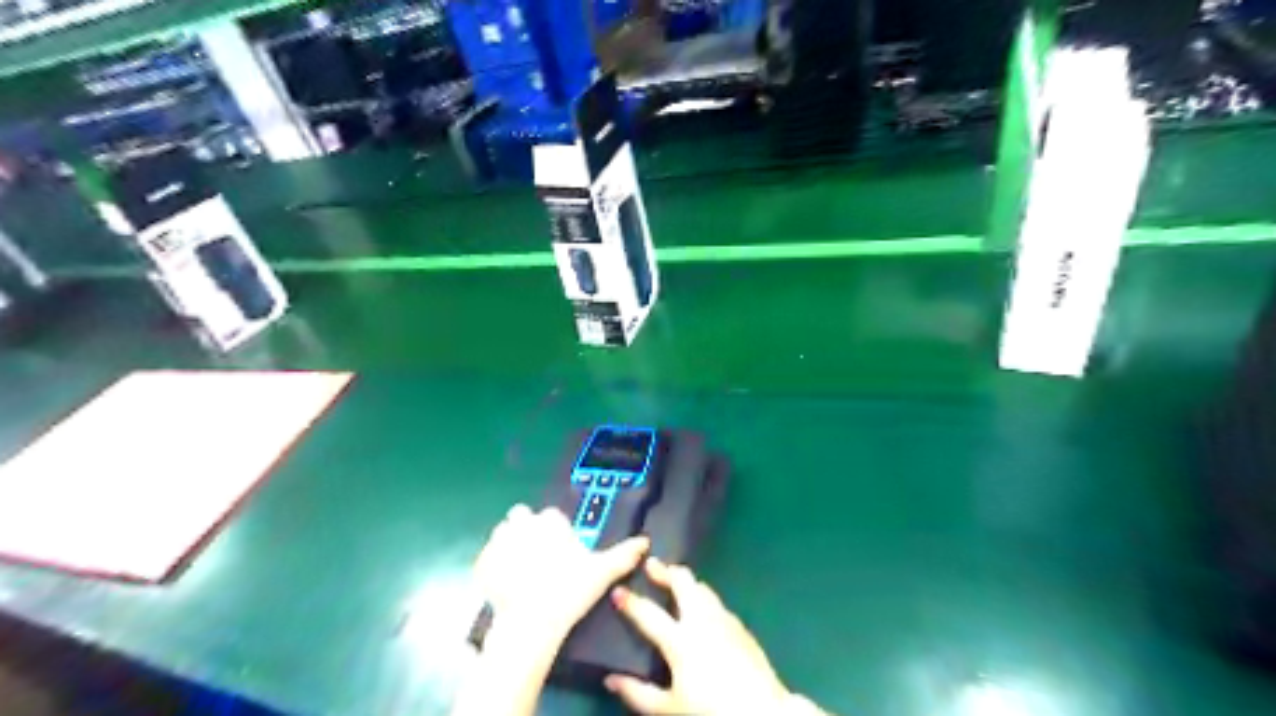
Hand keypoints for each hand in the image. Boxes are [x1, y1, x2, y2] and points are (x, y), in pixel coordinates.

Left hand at [473, 505, 649, 649]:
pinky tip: (506, 580)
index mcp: (549, 522)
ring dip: (510, 542)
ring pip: (503, 532)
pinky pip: (488, 555)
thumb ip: (624, 554)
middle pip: (522, 516)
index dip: (556, 531)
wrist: (530, 622)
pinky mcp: (482, 561)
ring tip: (522, 567)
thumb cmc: (569, 591)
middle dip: (528, 528)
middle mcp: (522, 524)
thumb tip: (645, 542)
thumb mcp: (602, 572)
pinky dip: (495, 564)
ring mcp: (499, 542)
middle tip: (539, 555)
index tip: (561, 549)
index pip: (551, 516)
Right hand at [603, 561, 794, 715]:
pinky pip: (717, 603)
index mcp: (680, 639)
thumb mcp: (669, 708)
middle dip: (665, 570)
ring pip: (702, 588)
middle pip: (682, 583)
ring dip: (686, 581)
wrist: (762, 710)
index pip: (649, 613)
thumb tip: (610, 680)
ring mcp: (724, 619)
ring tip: (675, 579)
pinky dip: (704, 597)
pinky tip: (702, 606)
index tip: (618, 590)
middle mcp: (701, 620)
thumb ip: (638, 693)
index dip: (630, 601)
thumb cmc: (711, 709)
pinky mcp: (740, 625)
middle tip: (652, 564)